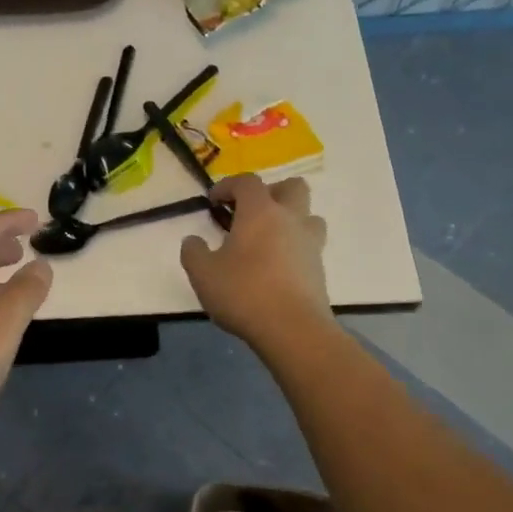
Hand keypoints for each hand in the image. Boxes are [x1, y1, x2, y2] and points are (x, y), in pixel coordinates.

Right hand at [180, 175, 333, 350]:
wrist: (293, 329)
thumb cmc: (244, 293)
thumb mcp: (203, 273)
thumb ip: (193, 252)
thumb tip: (193, 241)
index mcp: (261, 212)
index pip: (248, 182)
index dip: (228, 185)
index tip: (213, 201)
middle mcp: (290, 220)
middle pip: (292, 187)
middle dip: (271, 192)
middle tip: (250, 213)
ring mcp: (310, 244)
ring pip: (308, 216)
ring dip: (290, 219)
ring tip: (268, 239)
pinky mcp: (319, 269)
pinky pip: (309, 245)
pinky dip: (293, 247)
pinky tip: (275, 268)